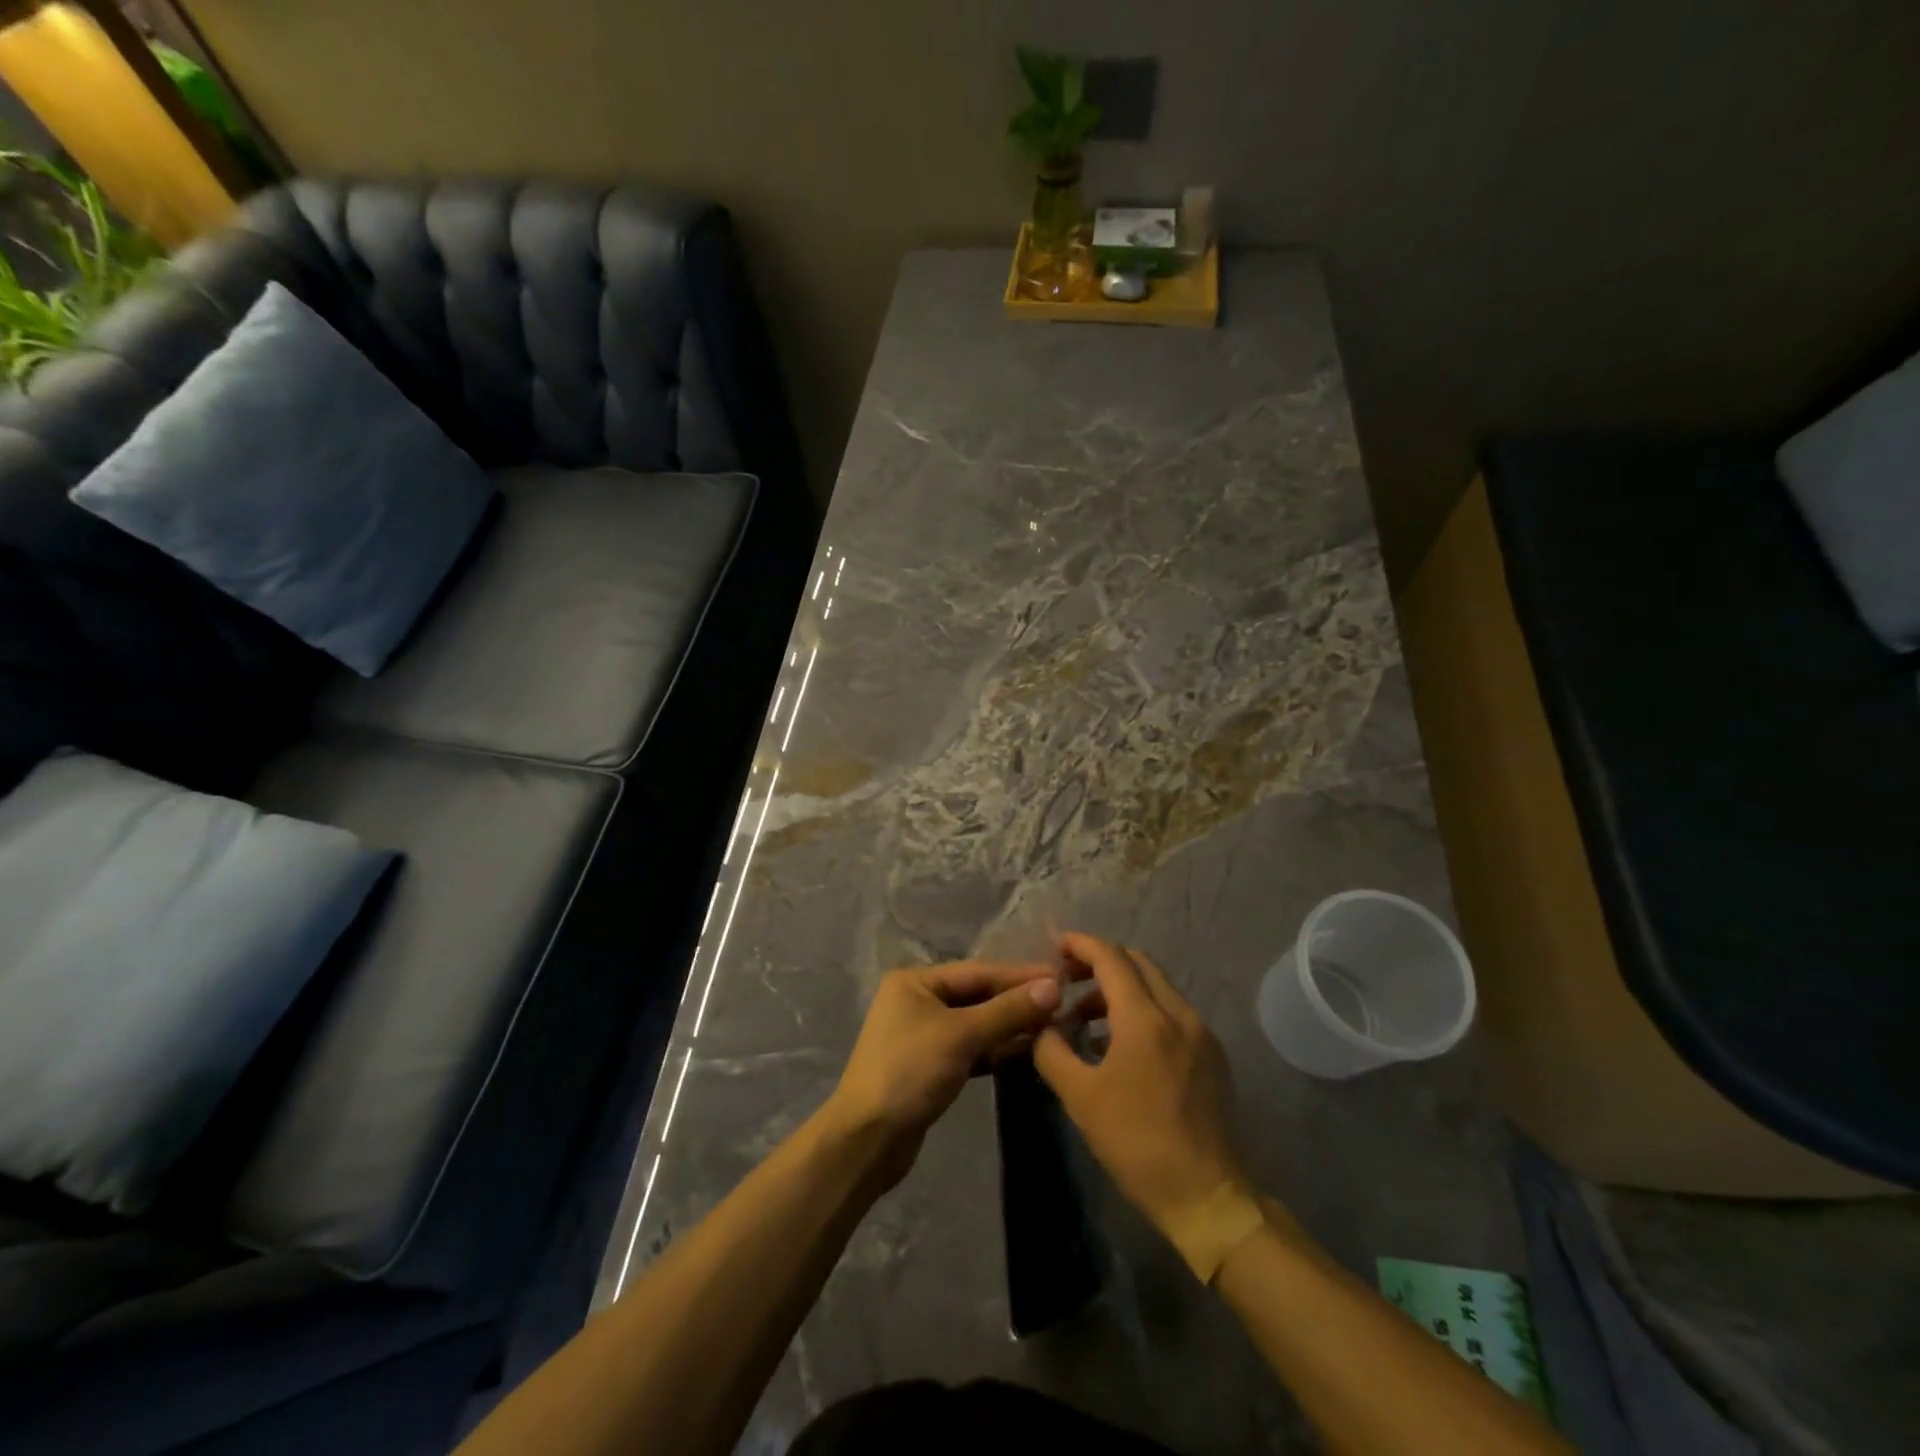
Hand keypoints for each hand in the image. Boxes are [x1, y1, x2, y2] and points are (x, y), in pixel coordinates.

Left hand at [823, 960, 1061, 1189]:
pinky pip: (970, 1049)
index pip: (978, 971)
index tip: (1061, 976)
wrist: (867, 1140)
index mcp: (916, 981)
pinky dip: (996, 1050)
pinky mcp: (930, 1067)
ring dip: (1010, 1026)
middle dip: (1017, 1000)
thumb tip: (1053, 987)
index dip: (1020, 975)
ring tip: (1053, 1026)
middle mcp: (917, 1000)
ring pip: (976, 1023)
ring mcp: (923, 1035)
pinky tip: (1027, 1052)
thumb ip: (1007, 1011)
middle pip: (977, 995)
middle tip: (1063, 1002)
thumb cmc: (910, 1072)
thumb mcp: (962, 1035)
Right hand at [1034, 934, 1249, 1239]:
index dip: (1082, 945)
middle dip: (1101, 962)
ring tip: (1087, 1020)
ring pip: (1157, 988)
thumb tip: (1043, 1026)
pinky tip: (1122, 1045)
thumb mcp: (1080, 1098)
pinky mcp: (1212, 1056)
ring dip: (1121, 989)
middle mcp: (1179, 1014)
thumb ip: (1052, 1051)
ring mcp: (1201, 1034)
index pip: (1111, 959)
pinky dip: (1143, 1011)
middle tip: (1068, 979)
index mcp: (1146, 1019)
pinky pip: (1172, 1013)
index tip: (1057, 945)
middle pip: (1138, 963)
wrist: (1207, 1196)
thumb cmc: (1137, 1143)